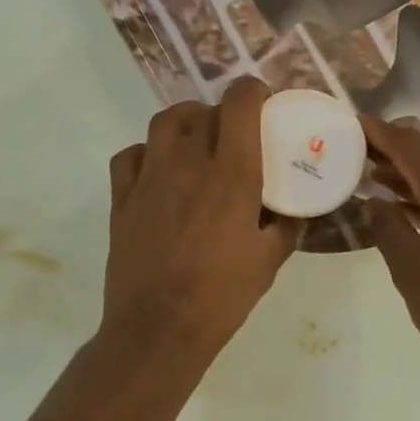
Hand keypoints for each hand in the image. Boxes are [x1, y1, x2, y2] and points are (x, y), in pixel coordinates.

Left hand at [101, 78, 299, 367]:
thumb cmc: (222, 296)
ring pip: (165, 122)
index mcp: (232, 172)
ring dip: (185, 123)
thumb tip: (297, 208)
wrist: (159, 328)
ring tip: (196, 145)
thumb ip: (288, 225)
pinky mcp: (122, 197)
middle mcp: (189, 161)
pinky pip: (131, 155)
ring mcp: (150, 176)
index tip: (263, 105)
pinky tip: (158, 172)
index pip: (240, 101)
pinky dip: (147, 153)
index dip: (253, 92)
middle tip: (235, 138)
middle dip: (223, 114)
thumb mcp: (271, 260)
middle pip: (204, 110)